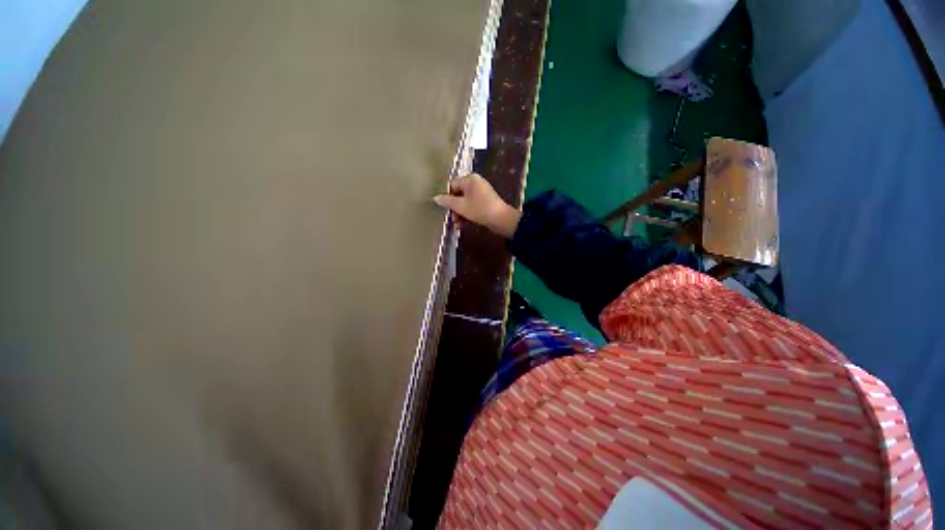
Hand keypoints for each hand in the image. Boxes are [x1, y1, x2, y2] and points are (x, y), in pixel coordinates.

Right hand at [433, 174, 520, 237]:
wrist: (501, 219)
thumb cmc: (479, 209)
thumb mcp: (460, 206)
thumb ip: (447, 201)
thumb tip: (435, 198)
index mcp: (470, 179)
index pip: (452, 185)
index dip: (447, 197)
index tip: (445, 208)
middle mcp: (476, 183)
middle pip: (458, 194)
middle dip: (454, 209)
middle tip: (452, 219)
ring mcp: (481, 193)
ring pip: (465, 202)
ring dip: (460, 214)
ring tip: (457, 225)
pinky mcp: (485, 202)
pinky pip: (472, 206)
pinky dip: (467, 214)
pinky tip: (463, 225)